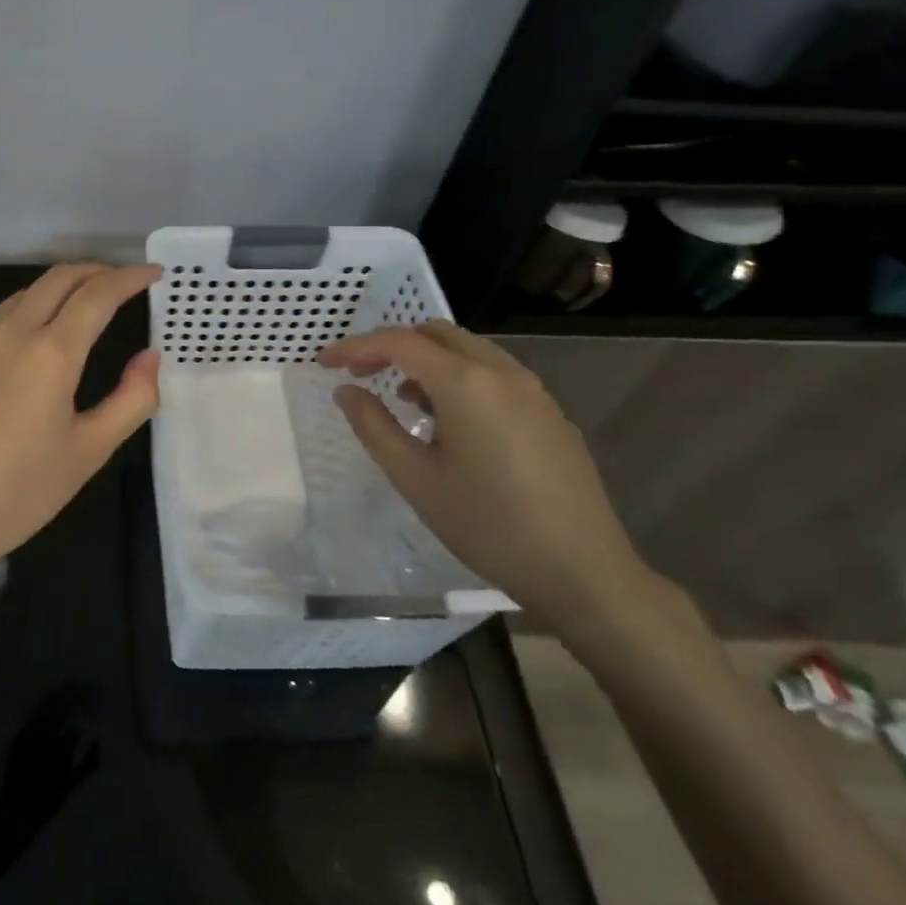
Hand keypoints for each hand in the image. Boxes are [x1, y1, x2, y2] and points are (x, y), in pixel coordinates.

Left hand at [0, 264, 160, 609]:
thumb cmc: (20, 492)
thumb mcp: (89, 451)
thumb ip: (131, 399)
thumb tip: (150, 357)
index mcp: (50, 353)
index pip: (97, 294)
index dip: (130, 278)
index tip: (154, 274)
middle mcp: (9, 334)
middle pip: (57, 279)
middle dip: (95, 271)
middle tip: (122, 282)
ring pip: (21, 296)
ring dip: (58, 289)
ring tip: (82, 305)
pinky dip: (25, 316)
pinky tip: (30, 344)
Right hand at [318, 321, 656, 632]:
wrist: (581, 571)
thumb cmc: (487, 525)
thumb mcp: (415, 479)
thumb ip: (373, 426)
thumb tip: (346, 391)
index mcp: (467, 384)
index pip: (399, 343)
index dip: (355, 347)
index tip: (324, 363)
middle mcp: (503, 373)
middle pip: (436, 334)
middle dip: (391, 345)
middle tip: (358, 374)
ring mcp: (533, 391)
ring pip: (468, 350)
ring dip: (426, 359)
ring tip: (400, 398)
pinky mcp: (548, 413)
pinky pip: (493, 374)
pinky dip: (457, 377)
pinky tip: (446, 420)